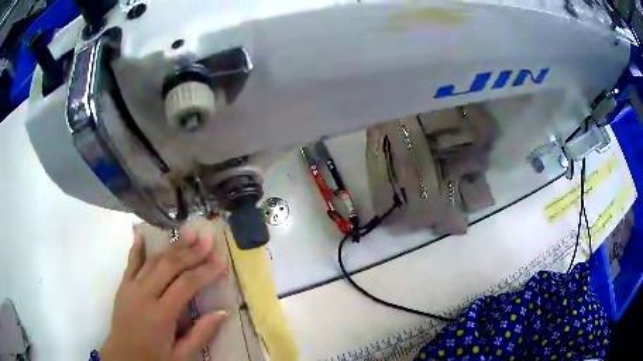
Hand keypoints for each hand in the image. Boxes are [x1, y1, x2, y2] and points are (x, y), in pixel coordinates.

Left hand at [100, 228, 227, 360]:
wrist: (123, 357)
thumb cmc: (154, 359)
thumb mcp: (181, 355)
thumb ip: (201, 334)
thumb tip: (223, 312)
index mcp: (161, 315)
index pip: (186, 285)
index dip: (205, 271)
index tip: (221, 262)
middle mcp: (145, 295)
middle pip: (170, 266)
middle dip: (191, 252)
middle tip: (208, 241)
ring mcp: (131, 287)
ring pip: (153, 261)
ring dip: (172, 247)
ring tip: (189, 234)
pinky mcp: (123, 286)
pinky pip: (131, 263)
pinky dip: (137, 248)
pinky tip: (141, 234)